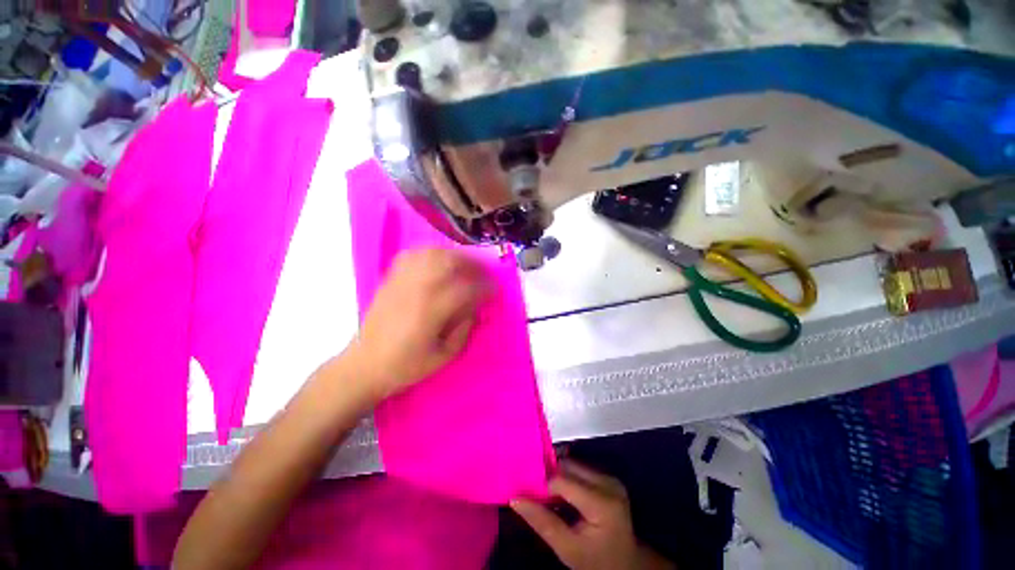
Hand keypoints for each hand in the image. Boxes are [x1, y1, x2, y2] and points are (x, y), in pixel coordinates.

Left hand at [349, 248, 490, 398]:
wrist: (364, 365)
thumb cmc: (406, 366)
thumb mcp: (444, 356)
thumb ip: (464, 329)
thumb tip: (475, 307)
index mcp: (431, 311)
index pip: (466, 289)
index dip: (485, 287)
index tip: (495, 290)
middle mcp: (416, 289)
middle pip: (449, 262)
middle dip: (472, 263)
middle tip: (484, 272)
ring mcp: (401, 281)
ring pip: (432, 254)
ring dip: (454, 255)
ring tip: (466, 263)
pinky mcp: (391, 279)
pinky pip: (413, 255)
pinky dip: (431, 253)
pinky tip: (439, 260)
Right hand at [511, 461, 673, 569]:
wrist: (627, 565)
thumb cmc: (596, 561)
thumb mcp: (567, 549)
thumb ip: (541, 522)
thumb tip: (515, 499)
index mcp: (601, 502)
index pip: (562, 481)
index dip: (543, 486)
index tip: (529, 495)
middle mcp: (608, 483)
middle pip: (568, 467)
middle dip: (550, 477)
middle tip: (536, 492)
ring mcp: (610, 478)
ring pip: (573, 464)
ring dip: (558, 475)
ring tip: (549, 494)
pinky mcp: (609, 478)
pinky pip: (581, 469)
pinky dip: (568, 477)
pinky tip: (563, 493)